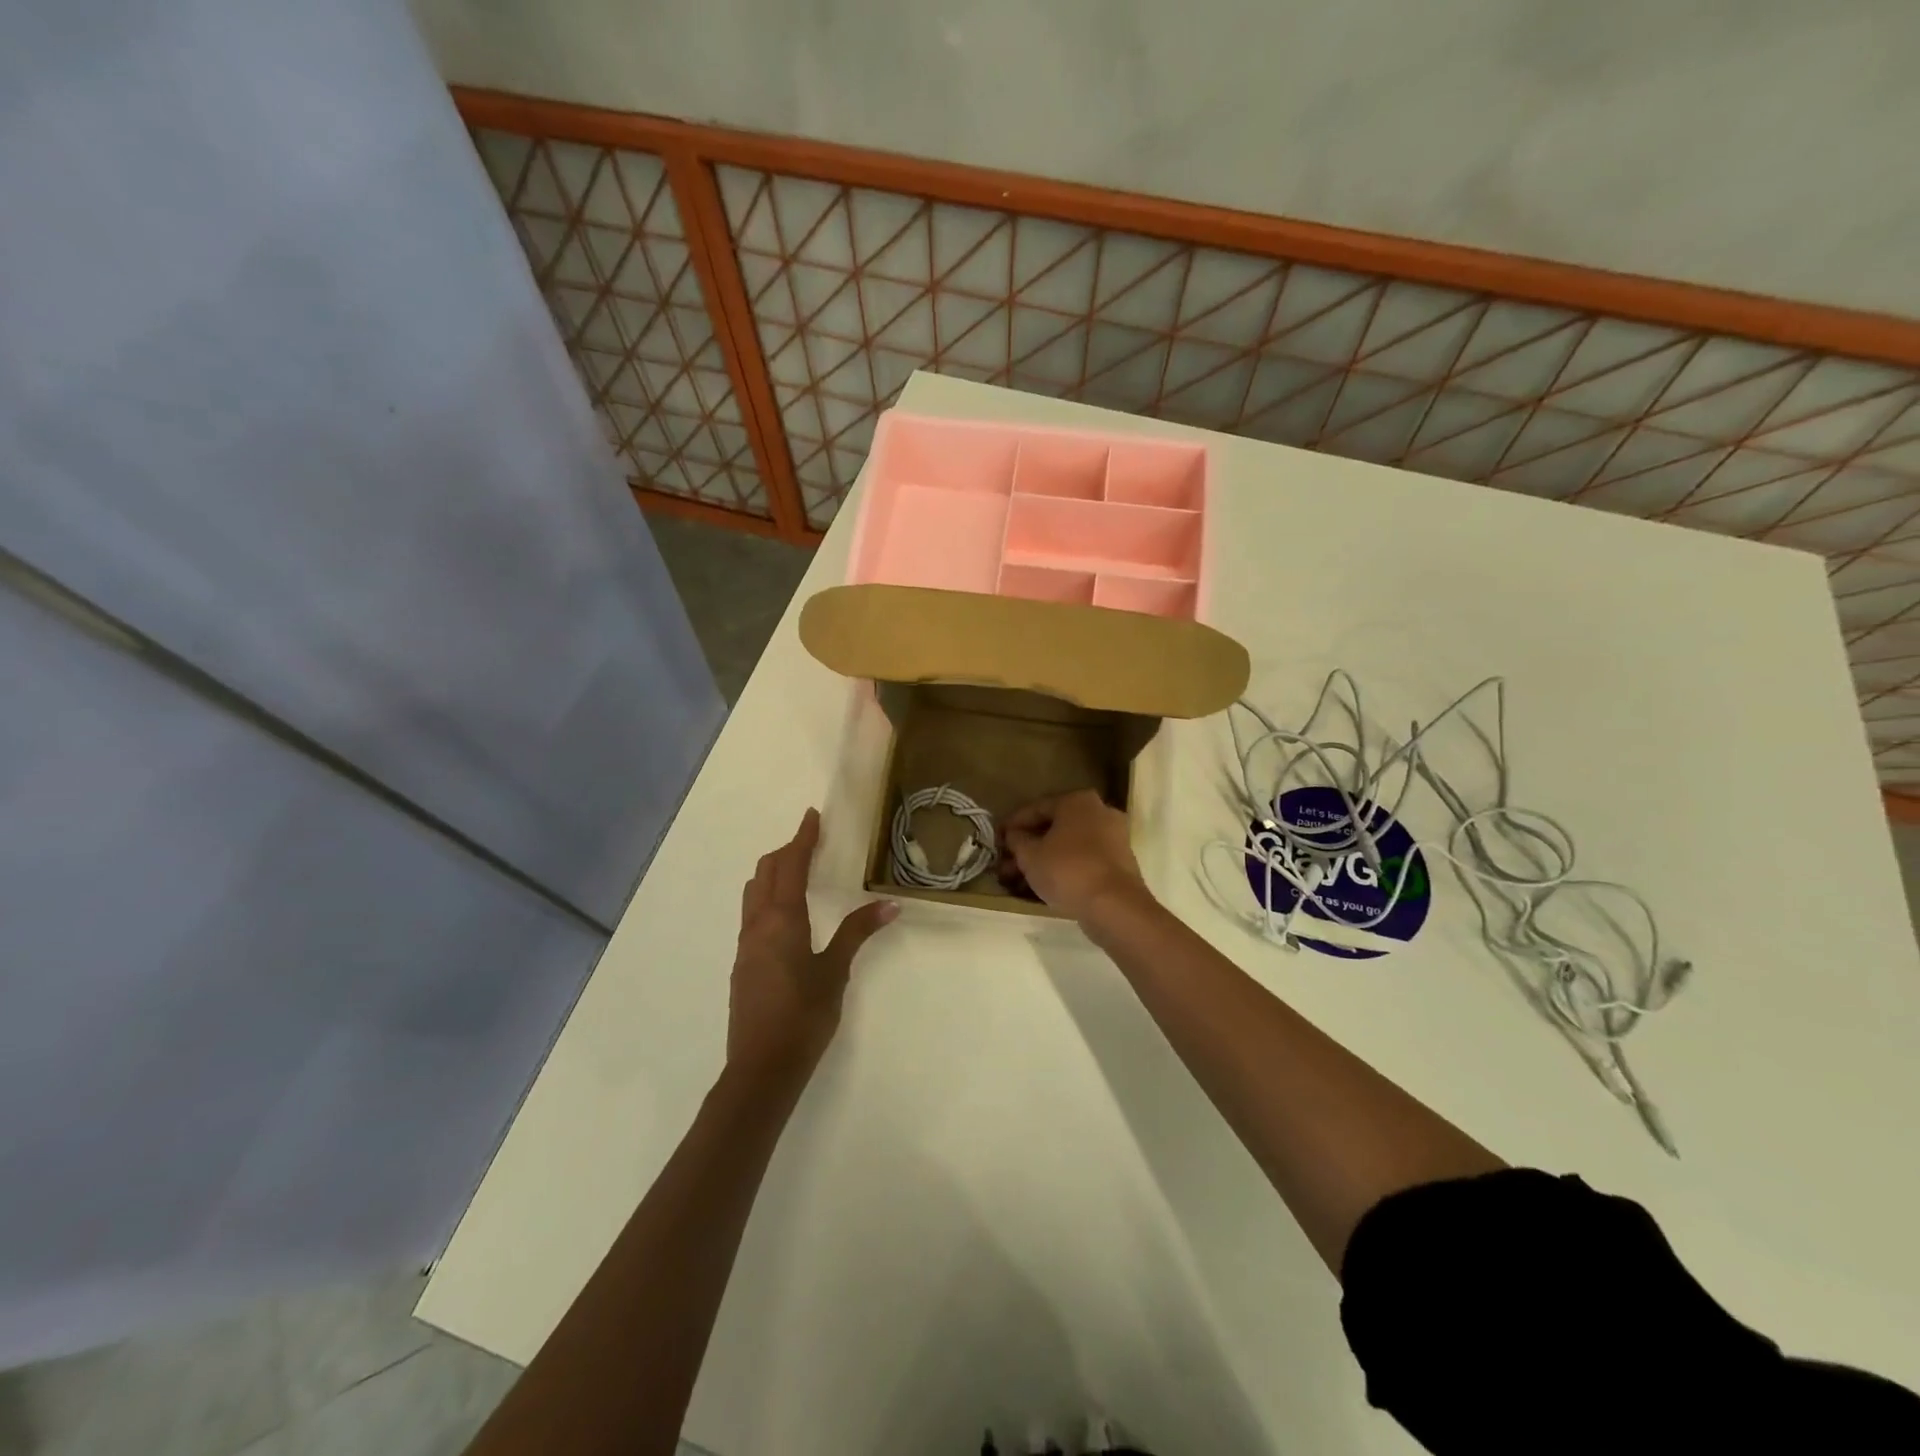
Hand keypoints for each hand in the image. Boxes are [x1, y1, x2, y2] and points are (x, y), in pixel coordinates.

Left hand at [729, 808, 897, 1080]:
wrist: (761, 1067)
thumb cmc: (803, 1016)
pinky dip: (767, 897)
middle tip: (810, 841)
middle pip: (766, 872)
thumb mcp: (834, 972)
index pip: (791, 866)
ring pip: (753, 892)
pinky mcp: (743, 963)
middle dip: (786, 851)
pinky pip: (752, 914)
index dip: (802, 838)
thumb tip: (889, 904)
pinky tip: (786, 914)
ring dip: (772, 873)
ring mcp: (746, 944)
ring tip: (796, 871)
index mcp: (782, 920)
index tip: (811, 816)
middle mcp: (758, 924)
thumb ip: (857, 933)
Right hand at [1001, 790, 1149, 922]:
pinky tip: (1043, 887)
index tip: (996, 840)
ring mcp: (1113, 838)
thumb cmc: (1067, 870)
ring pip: (1067, 847)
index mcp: (1078, 801)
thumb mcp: (1030, 855)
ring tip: (1018, 881)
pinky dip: (1062, 870)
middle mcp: (1099, 812)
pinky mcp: (1119, 863)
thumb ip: (1017, 840)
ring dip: (1042, 861)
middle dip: (1026, 848)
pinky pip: (1082, 861)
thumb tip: (1014, 835)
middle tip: (1005, 865)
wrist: (1114, 905)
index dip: (1012, 825)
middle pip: (1053, 828)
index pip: (1036, 808)